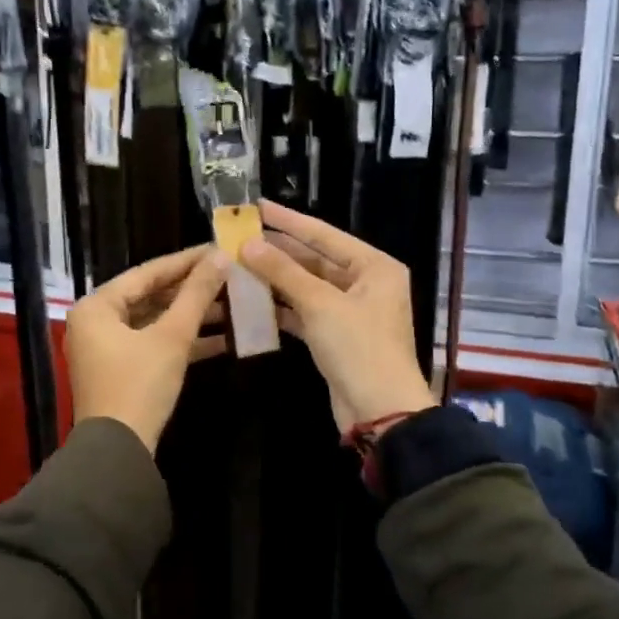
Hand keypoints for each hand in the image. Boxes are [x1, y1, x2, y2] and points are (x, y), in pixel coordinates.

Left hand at [66, 245, 229, 452]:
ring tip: (233, 303)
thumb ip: (196, 295)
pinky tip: (222, 338)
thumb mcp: (171, 337)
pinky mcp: (122, 371)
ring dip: (192, 316)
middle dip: (192, 290)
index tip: (218, 249)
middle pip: (151, 296)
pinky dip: (183, 341)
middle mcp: (96, 322)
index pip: (147, 273)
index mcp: (97, 306)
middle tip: (229, 275)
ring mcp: (108, 348)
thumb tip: (221, 258)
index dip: (185, 261)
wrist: (118, 452)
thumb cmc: (139, 385)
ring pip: (155, 321)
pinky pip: (154, 344)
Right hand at [240, 201, 435, 434]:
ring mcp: (351, 311)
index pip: (324, 235)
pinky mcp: (336, 336)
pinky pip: (305, 312)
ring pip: (307, 286)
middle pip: (315, 260)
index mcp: (374, 266)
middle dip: (278, 251)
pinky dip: (282, 307)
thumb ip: (283, 272)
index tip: (257, 206)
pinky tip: (252, 300)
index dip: (289, 220)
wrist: (381, 412)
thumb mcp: (320, 305)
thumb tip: (247, 244)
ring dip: (276, 279)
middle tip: (239, 238)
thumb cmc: (359, 349)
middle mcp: (366, 283)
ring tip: (238, 265)